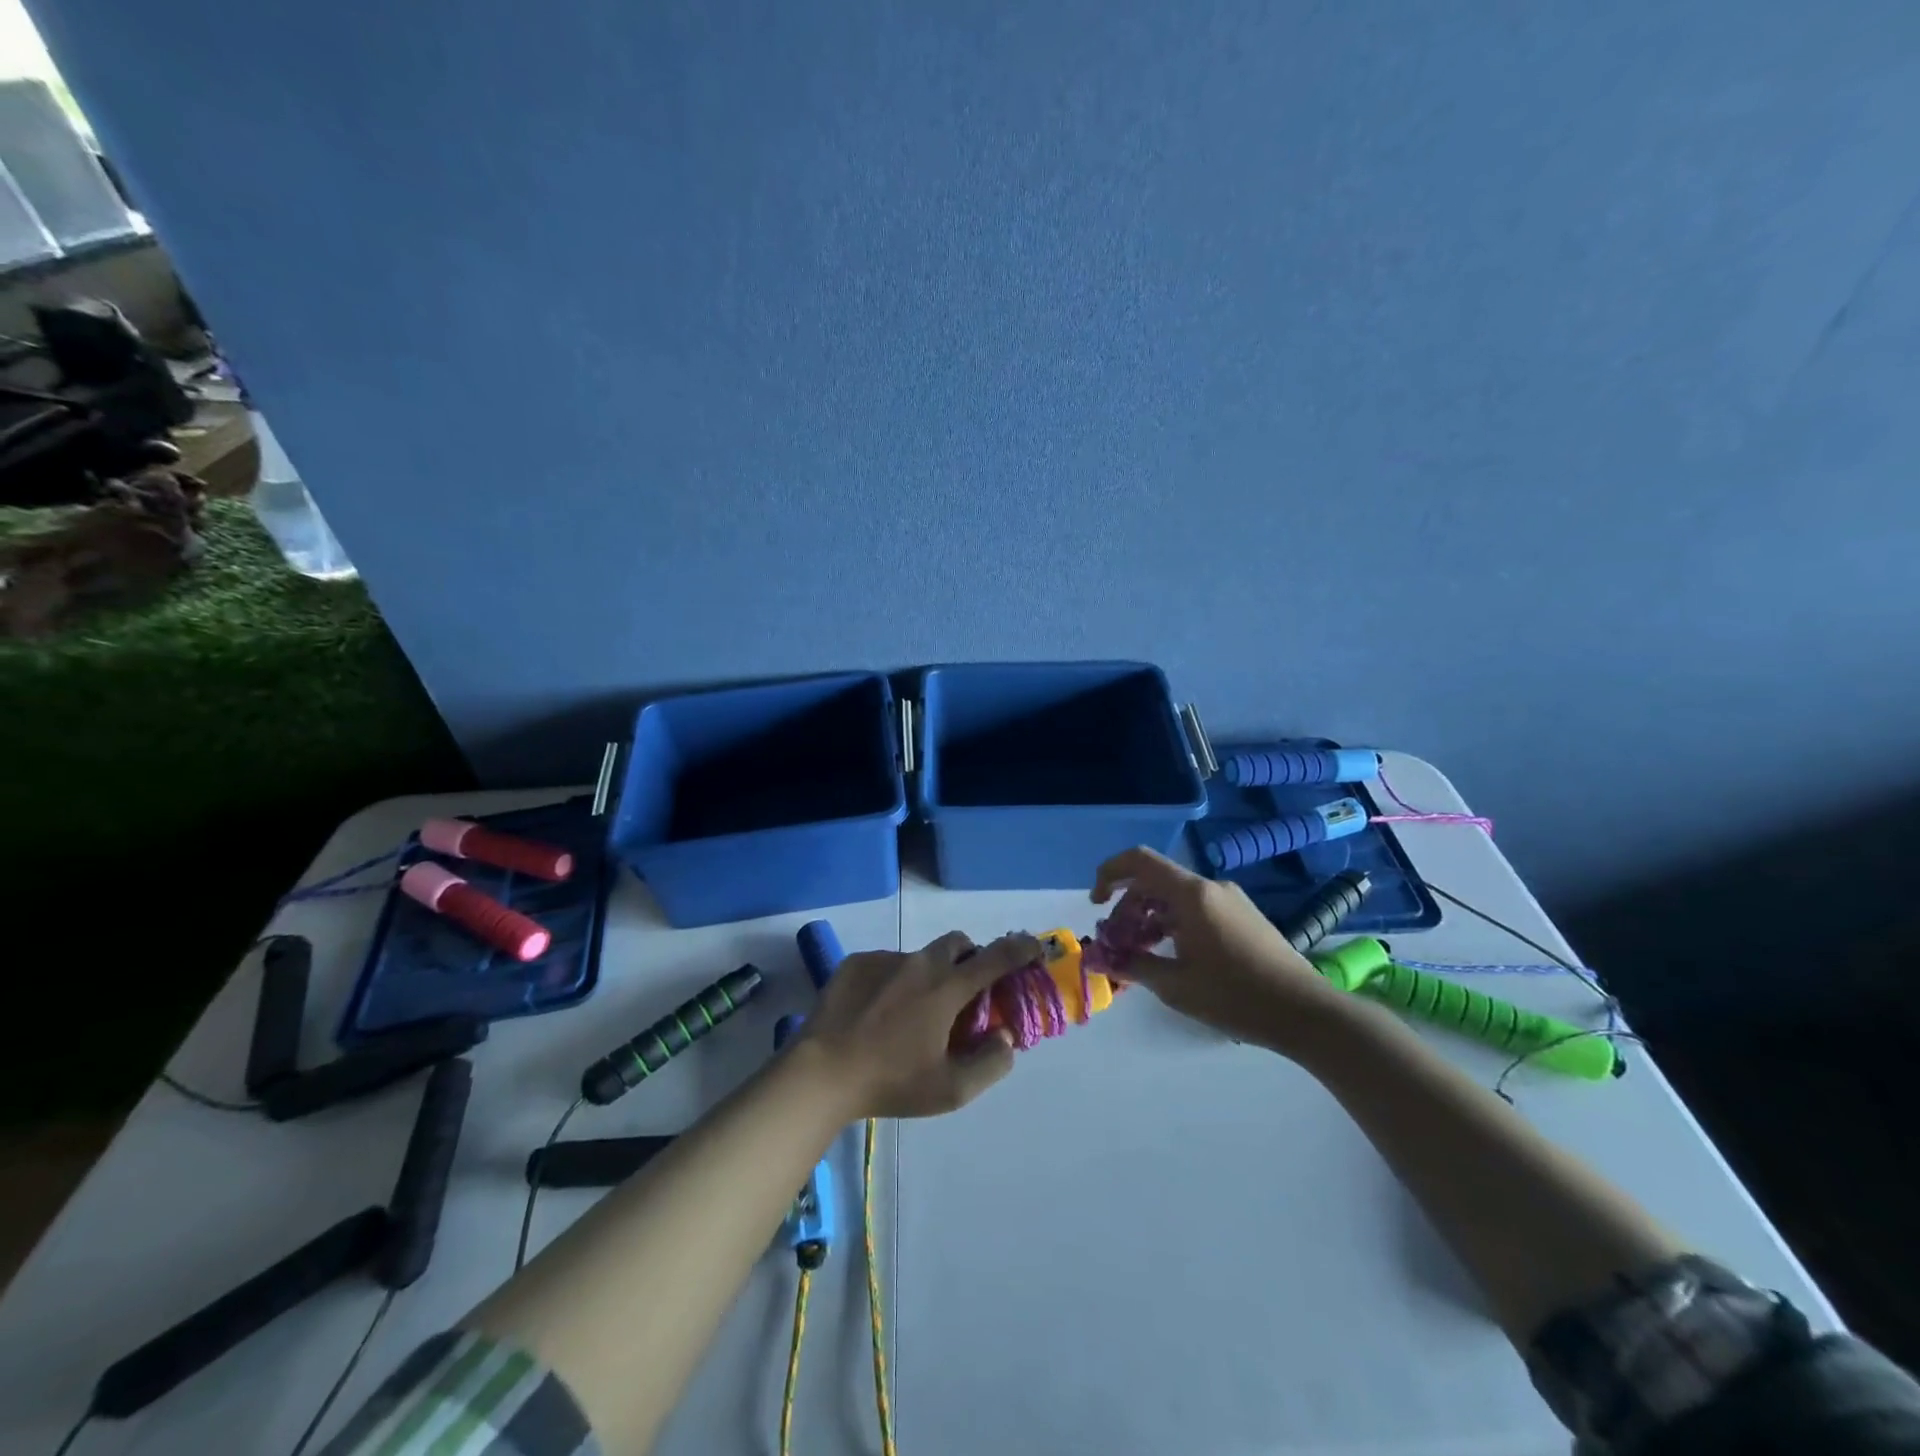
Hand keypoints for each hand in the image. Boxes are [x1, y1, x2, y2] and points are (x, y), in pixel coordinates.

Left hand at [797, 932, 1044, 1117]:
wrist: (821, 1072)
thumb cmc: (891, 1082)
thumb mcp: (950, 1090)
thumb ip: (990, 1064)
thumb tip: (1005, 1037)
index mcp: (947, 988)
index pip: (995, 958)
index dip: (1020, 949)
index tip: (1034, 945)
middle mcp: (920, 963)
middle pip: (957, 943)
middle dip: (969, 958)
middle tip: (964, 990)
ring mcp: (885, 959)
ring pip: (919, 957)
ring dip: (927, 976)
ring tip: (909, 1015)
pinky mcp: (856, 962)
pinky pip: (886, 964)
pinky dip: (894, 981)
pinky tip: (876, 1013)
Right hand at [1092, 846, 1348, 1054]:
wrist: (1306, 1012)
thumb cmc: (1235, 996)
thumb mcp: (1176, 985)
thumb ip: (1133, 966)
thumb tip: (1098, 960)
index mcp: (1192, 895)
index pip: (1140, 861)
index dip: (1110, 873)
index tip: (1096, 902)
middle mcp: (1210, 888)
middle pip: (1155, 882)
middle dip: (1127, 908)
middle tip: (1117, 943)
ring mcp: (1229, 900)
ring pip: (1175, 898)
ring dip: (1150, 919)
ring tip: (1140, 954)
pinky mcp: (1242, 916)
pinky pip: (1196, 909)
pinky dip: (1173, 924)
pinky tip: (1171, 956)